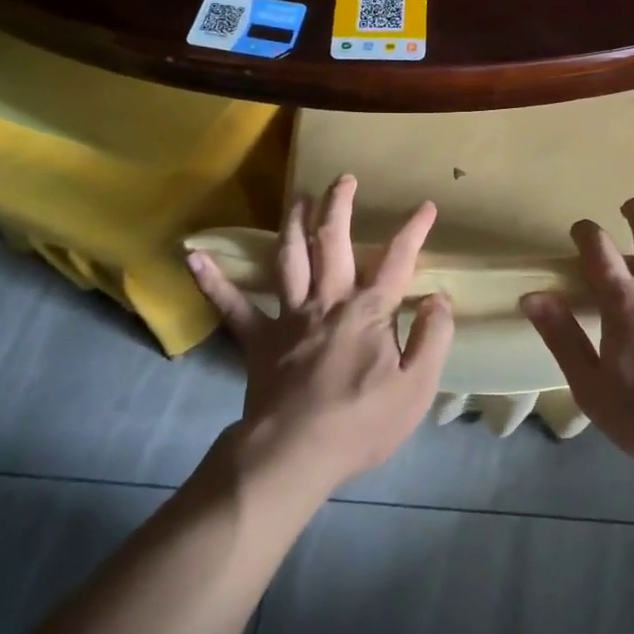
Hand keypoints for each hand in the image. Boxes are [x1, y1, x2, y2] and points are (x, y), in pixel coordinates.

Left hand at [187, 175, 454, 496]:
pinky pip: (233, 306)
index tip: (425, 206)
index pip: (397, 260)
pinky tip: (195, 257)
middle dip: (339, 206)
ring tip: (297, 197)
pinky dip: (213, 282)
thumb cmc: (360, 423)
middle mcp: (328, 301)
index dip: (413, 231)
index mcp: (368, 311)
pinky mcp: (259, 340)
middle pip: (332, 242)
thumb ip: (432, 337)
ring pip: (289, 258)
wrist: (293, 455)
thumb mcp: (416, 387)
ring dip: (293, 224)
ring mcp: (289, 317)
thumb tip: (438, 298)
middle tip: (342, 178)